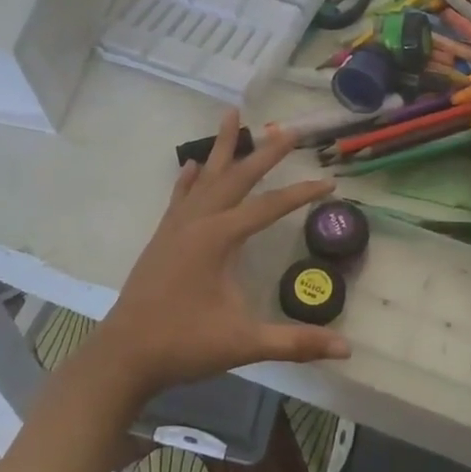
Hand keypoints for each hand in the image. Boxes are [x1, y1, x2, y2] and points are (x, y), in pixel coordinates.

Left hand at [87, 110, 347, 401]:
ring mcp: (176, 227)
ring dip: (222, 147)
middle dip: (265, 152)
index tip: (329, 182)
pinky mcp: (162, 238)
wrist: (123, 356)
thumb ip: (295, 342)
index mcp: (218, 238)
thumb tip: (347, 350)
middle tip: (288, 128)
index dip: (301, 194)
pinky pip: (180, 196)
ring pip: (205, 177)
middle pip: (237, 177)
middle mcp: (197, 222)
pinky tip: (193, 164)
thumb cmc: (184, 344)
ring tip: (232, 114)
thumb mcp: (244, 343)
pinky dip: (189, 177)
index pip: (269, 207)